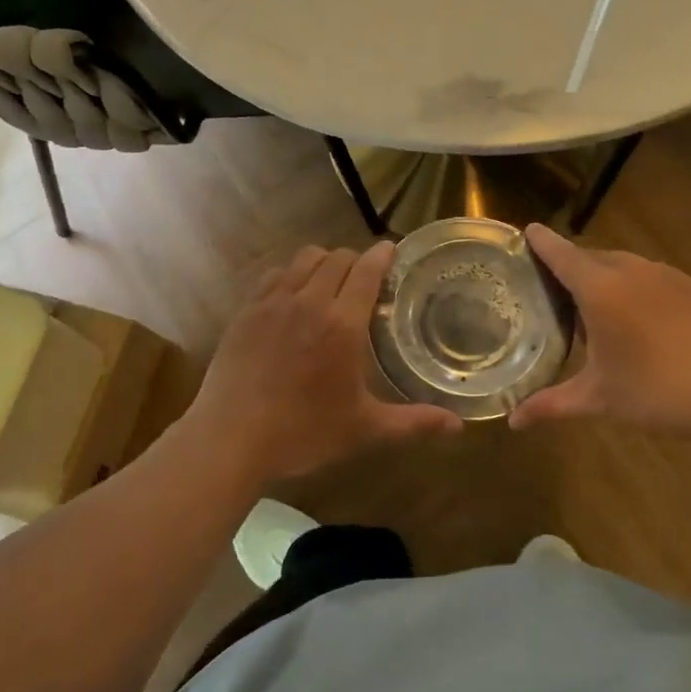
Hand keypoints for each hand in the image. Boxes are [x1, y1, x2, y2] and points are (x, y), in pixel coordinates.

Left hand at [183, 242, 461, 481]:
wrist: (231, 439)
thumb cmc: (303, 433)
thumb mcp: (364, 429)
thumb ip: (413, 422)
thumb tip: (458, 427)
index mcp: (342, 324)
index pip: (367, 269)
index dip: (383, 255)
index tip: (392, 252)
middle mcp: (309, 301)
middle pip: (337, 257)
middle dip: (356, 260)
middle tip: (365, 280)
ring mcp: (273, 302)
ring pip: (304, 258)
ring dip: (323, 262)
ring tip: (330, 283)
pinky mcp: (246, 310)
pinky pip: (274, 274)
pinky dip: (291, 274)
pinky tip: (293, 296)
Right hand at [508, 224, 690, 442]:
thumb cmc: (657, 393)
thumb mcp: (599, 399)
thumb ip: (551, 404)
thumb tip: (512, 420)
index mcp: (601, 290)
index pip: (561, 254)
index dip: (541, 242)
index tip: (527, 231)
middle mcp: (631, 271)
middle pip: (591, 257)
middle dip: (571, 266)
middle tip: (554, 289)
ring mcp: (666, 275)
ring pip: (623, 265)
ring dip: (604, 277)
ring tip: (597, 308)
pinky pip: (651, 275)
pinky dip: (635, 286)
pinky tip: (640, 318)